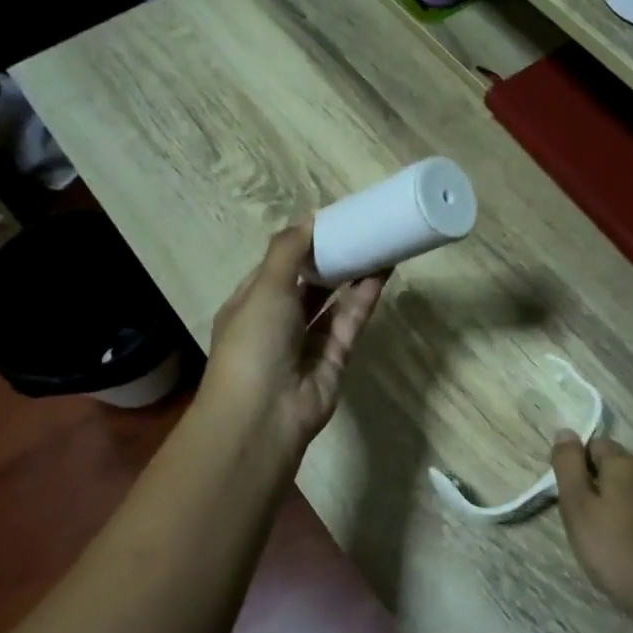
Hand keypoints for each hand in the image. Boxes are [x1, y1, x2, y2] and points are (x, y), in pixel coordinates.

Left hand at [202, 223, 385, 457]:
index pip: (278, 267)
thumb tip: (310, 217)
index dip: (302, 244)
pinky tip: (381, 273)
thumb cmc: (254, 342)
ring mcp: (307, 343)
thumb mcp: (265, 287)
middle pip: (309, 284)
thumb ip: (288, 250)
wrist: (264, 415)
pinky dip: (364, 298)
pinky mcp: (335, 359)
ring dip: (352, 276)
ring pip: (333, 303)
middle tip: (360, 230)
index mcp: (251, 303)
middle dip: (331, 259)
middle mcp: (278, 322)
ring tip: (377, 244)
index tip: (330, 222)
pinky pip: (350, 322)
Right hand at [551, 436, 632, 628]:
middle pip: (621, 467)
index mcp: (625, 464)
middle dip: (604, 484)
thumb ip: (568, 466)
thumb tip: (565, 431)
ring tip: (616, 537)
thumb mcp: (577, 508)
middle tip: (590, 520)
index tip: (574, 495)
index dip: (581, 465)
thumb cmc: (614, 550)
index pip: (597, 444)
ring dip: (628, 503)